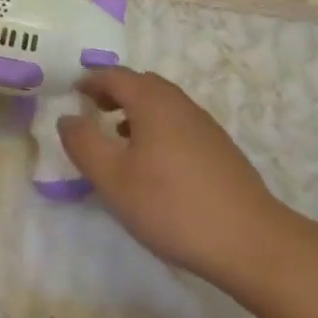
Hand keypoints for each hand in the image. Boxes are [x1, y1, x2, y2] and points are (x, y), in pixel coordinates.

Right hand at [58, 67, 287, 288]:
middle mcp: (180, 104)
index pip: (115, 75)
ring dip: (136, 110)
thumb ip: (84, 144)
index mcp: (152, 102)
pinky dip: (157, 127)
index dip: (91, 80)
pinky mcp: (220, 150)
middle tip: (93, 108)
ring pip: (163, 104)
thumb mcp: (112, 178)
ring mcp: (205, 126)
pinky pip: (179, 123)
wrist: (250, 241)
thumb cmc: (171, 205)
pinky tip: (154, 162)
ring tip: (119, 134)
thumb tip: (67, 118)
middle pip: (142, 83)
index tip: (73, 92)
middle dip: (115, 91)